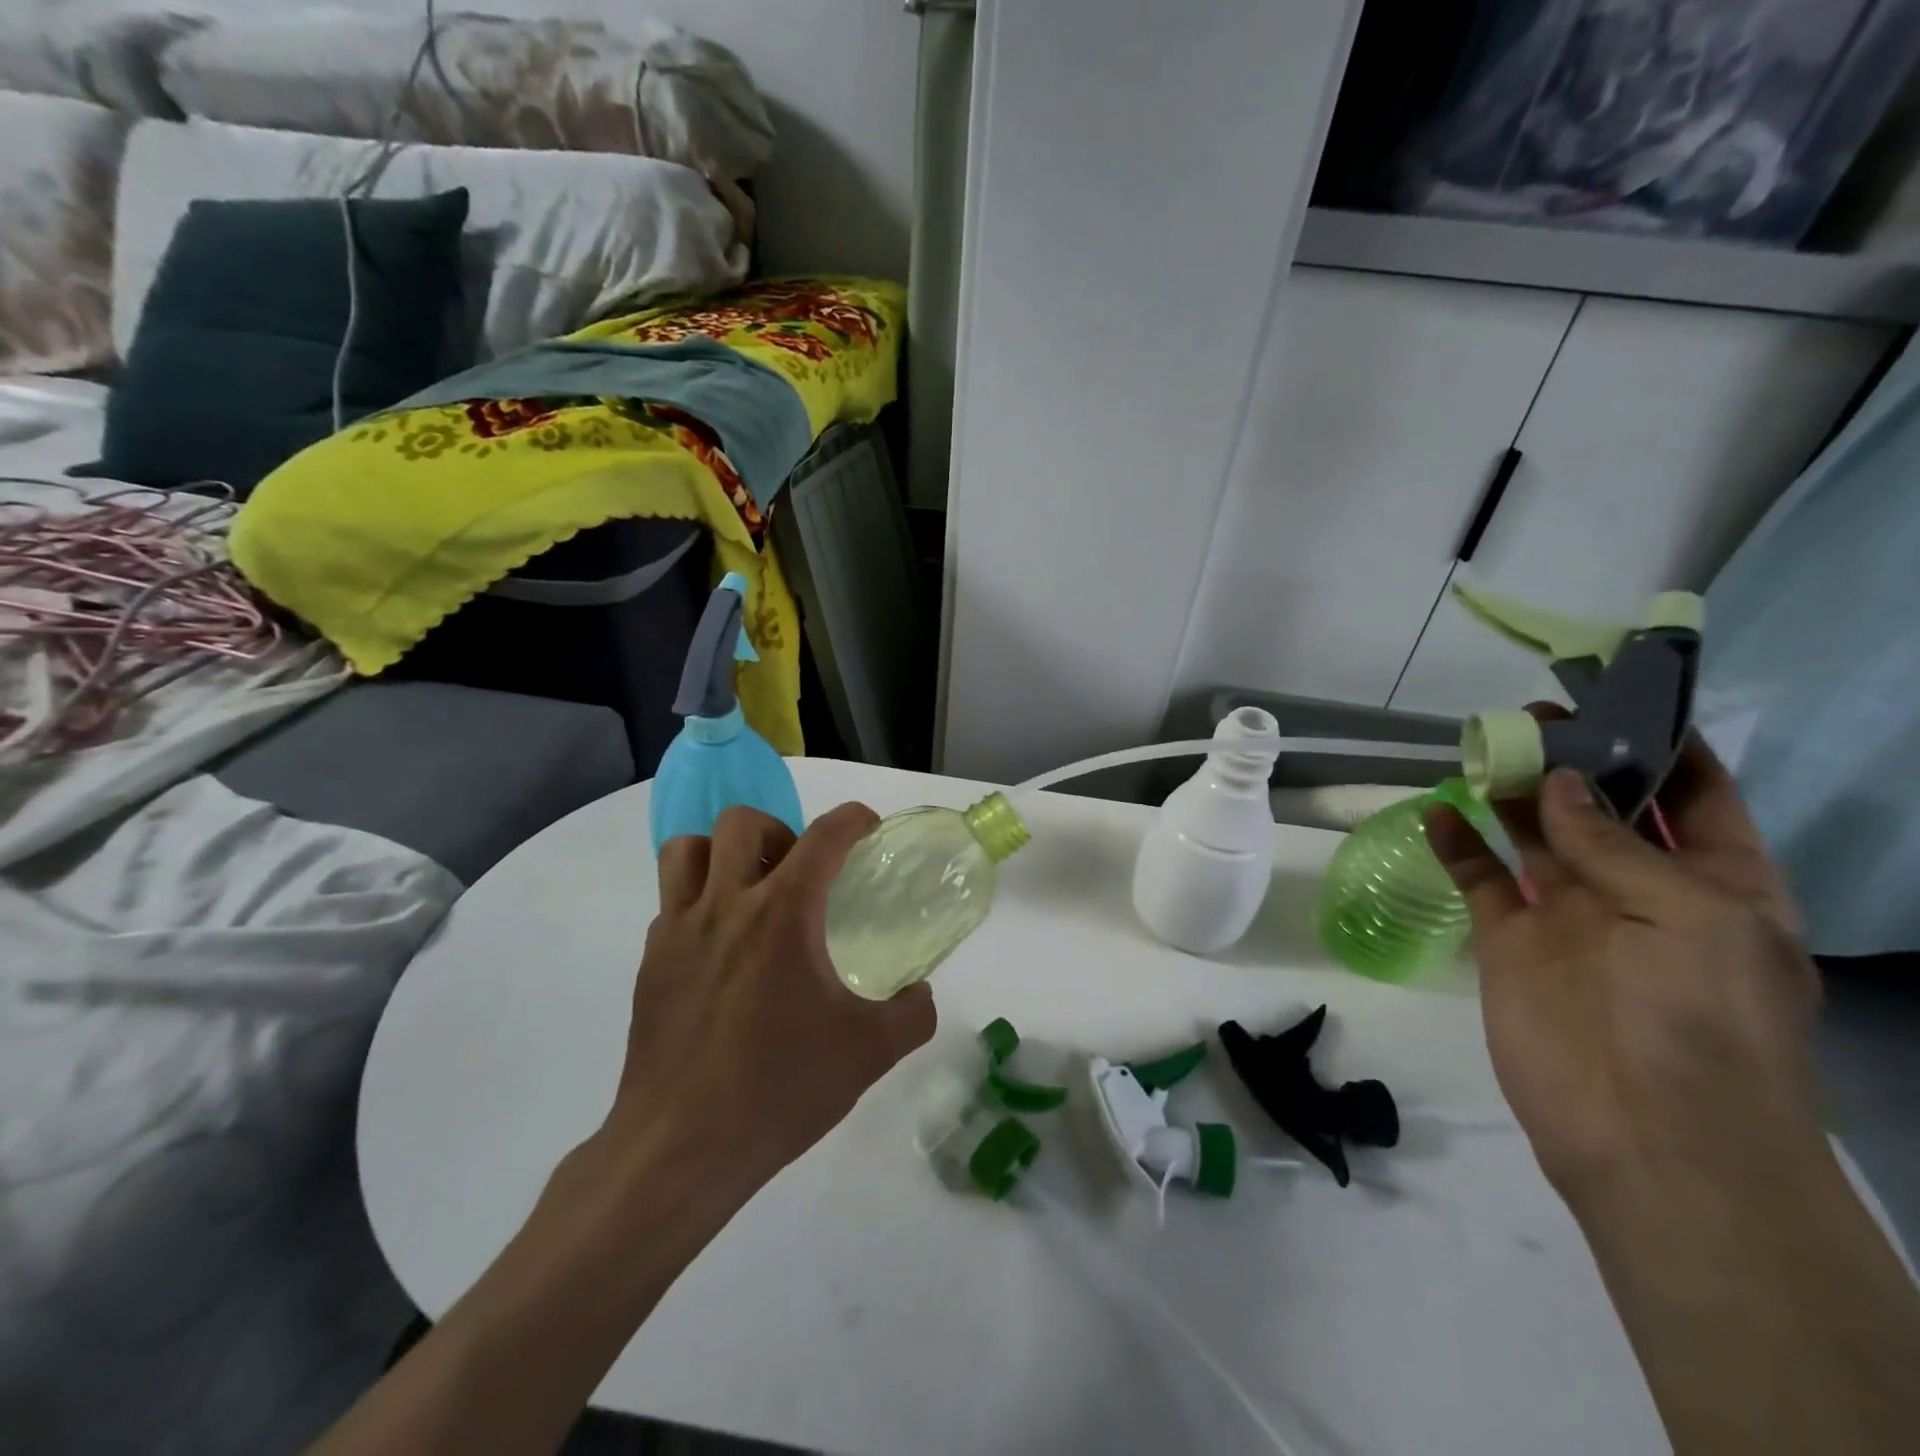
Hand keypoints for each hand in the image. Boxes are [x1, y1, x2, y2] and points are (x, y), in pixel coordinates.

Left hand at [594, 803, 935, 1200]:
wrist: (681, 1148)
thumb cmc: (779, 1089)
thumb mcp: (869, 1053)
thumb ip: (911, 1014)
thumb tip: (921, 994)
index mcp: (782, 914)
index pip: (823, 836)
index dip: (852, 819)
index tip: (867, 827)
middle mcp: (726, 905)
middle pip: (742, 822)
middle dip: (780, 830)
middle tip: (800, 873)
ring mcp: (678, 930)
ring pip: (687, 849)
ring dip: (723, 853)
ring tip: (750, 890)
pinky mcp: (649, 962)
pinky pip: (670, 901)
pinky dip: (698, 900)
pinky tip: (721, 947)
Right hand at [1427, 729, 1821, 1203]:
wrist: (1646, 1134)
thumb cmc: (1702, 1019)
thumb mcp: (1690, 917)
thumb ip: (1614, 845)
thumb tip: (1556, 781)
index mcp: (1717, 884)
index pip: (1693, 797)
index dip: (1661, 745)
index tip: (1617, 697)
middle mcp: (1641, 891)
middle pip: (1600, 807)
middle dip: (1571, 759)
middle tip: (1531, 713)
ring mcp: (1569, 914)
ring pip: (1532, 835)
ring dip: (1507, 793)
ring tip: (1478, 746)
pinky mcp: (1509, 939)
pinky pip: (1478, 879)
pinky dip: (1455, 845)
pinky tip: (1435, 813)